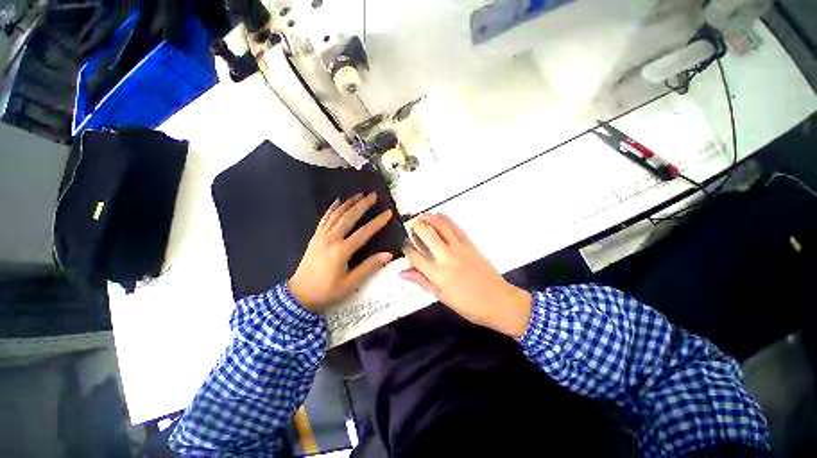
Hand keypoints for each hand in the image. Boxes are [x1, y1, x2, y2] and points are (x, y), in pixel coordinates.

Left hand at [289, 193, 393, 312]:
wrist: (299, 297)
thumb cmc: (327, 292)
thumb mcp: (351, 283)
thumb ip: (369, 267)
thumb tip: (388, 254)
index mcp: (341, 251)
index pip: (364, 233)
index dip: (377, 222)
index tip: (387, 213)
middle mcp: (331, 239)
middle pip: (349, 217)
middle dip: (362, 205)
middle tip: (373, 195)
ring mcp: (321, 237)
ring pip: (336, 215)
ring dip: (348, 203)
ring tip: (359, 194)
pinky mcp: (315, 237)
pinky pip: (324, 219)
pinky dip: (331, 209)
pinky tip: (337, 201)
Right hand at [400, 213, 532, 337]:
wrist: (498, 300)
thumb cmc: (468, 304)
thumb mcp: (441, 296)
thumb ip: (421, 281)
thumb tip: (402, 273)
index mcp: (437, 274)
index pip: (415, 257)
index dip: (407, 250)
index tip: (405, 247)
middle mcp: (446, 257)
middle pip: (426, 234)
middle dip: (416, 227)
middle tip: (411, 227)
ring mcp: (459, 248)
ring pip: (441, 226)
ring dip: (429, 218)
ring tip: (421, 216)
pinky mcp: (470, 244)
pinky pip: (455, 227)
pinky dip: (445, 219)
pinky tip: (438, 215)